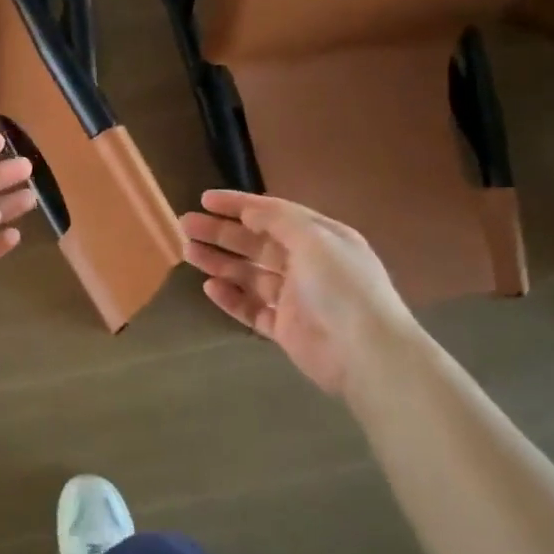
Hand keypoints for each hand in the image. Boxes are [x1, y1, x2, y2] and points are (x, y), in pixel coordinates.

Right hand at [181, 189, 421, 398]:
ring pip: (250, 274)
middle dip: (221, 232)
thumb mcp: (314, 239)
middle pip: (255, 243)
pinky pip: (252, 309)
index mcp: (320, 238)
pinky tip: (210, 287)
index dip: (238, 204)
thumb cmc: (342, 287)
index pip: (273, 213)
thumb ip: (278, 220)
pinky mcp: (286, 328)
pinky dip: (231, 297)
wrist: (367, 354)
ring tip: (188, 252)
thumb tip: (248, 210)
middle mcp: (307, 264)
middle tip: (186, 225)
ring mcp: (296, 298)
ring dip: (220, 262)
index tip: (204, 199)